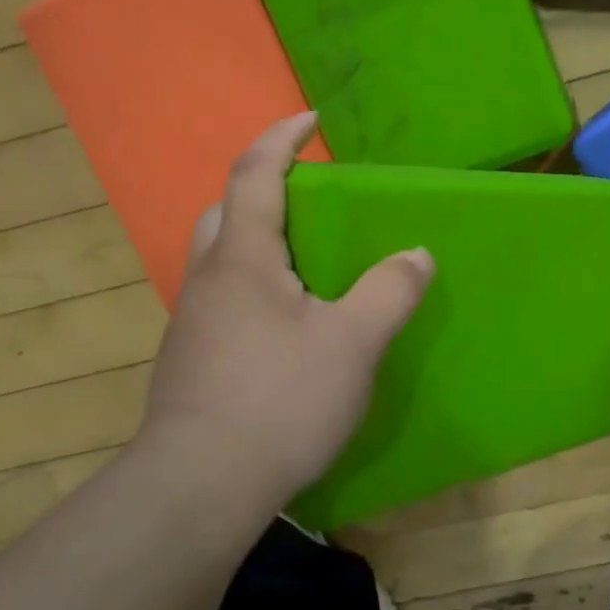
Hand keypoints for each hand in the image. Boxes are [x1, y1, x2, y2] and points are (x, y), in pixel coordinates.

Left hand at [141, 113, 433, 506]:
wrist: (198, 488)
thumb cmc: (279, 400)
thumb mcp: (353, 342)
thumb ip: (390, 291)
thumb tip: (417, 254)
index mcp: (242, 258)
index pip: (254, 175)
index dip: (281, 139)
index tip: (310, 121)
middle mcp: (208, 279)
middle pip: (226, 212)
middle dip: (262, 190)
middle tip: (309, 199)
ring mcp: (192, 322)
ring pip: (221, 259)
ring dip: (257, 241)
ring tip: (307, 262)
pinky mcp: (192, 361)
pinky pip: (224, 299)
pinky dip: (255, 286)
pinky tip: (287, 323)